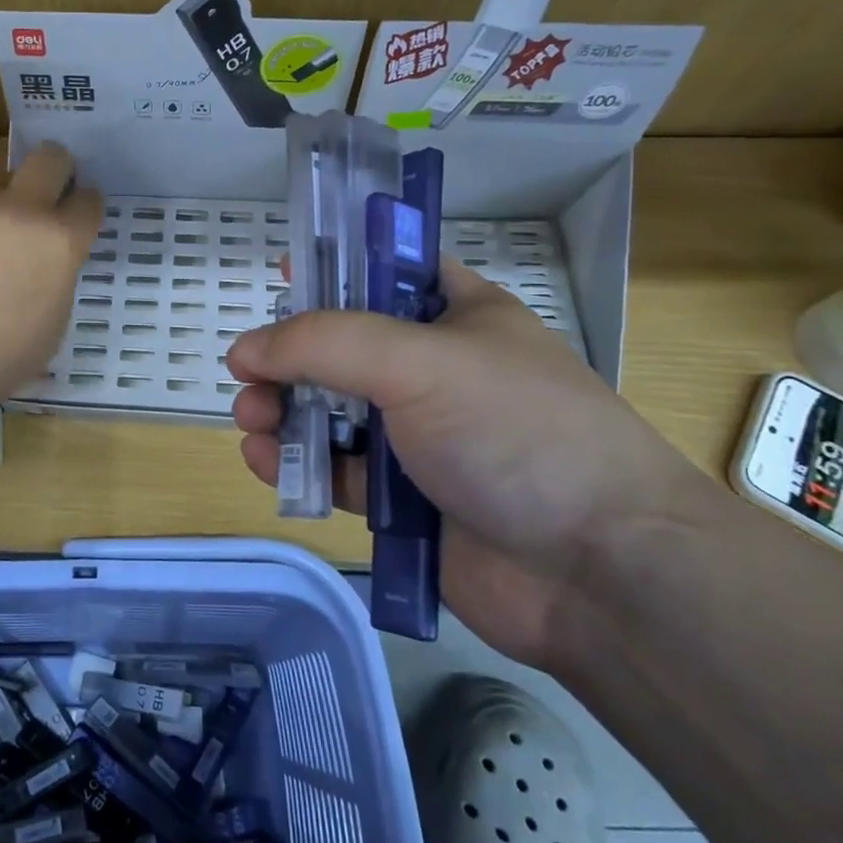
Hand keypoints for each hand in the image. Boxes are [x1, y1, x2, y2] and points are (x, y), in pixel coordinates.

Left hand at [0, 143, 103, 396]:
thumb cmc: (5, 354)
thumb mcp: (56, 316)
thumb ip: (59, 272)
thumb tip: (49, 257)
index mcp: (62, 240)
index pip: (89, 200)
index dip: (85, 207)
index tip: (77, 217)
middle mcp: (24, 210)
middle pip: (50, 157)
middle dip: (56, 170)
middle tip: (46, 196)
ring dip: (2, 196)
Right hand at [226, 261, 689, 667]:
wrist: (598, 573)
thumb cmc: (515, 434)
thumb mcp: (419, 362)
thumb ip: (323, 344)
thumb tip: (244, 349)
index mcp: (458, 315)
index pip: (384, 271)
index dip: (332, 269)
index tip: (278, 275)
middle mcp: (437, 370)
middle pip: (342, 347)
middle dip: (289, 357)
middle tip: (249, 376)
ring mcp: (421, 437)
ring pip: (331, 412)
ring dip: (284, 411)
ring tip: (252, 421)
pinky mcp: (404, 500)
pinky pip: (337, 470)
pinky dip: (298, 463)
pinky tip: (266, 462)